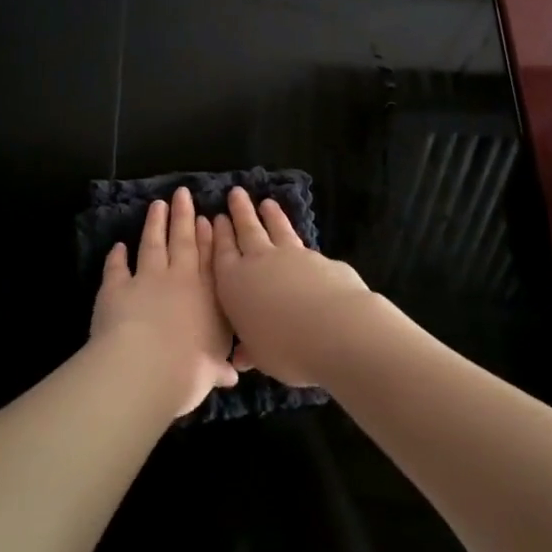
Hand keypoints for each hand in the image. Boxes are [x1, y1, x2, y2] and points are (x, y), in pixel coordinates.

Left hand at [89, 187, 238, 417]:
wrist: (146, 366)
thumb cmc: (189, 369)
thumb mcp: (211, 371)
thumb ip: (218, 367)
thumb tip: (231, 375)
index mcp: (209, 296)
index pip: (212, 260)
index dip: (210, 237)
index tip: (209, 218)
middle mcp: (180, 280)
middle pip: (183, 241)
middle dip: (184, 216)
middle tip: (183, 194)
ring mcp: (147, 279)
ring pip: (152, 244)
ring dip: (155, 224)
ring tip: (157, 205)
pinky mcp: (116, 287)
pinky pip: (117, 268)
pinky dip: (117, 256)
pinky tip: (118, 246)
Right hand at [210, 187, 371, 387]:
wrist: (336, 329)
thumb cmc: (285, 347)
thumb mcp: (261, 356)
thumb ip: (250, 350)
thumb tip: (242, 358)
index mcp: (234, 283)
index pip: (221, 253)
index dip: (218, 235)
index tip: (216, 218)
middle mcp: (259, 262)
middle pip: (247, 230)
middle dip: (240, 212)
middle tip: (236, 193)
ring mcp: (292, 256)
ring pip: (276, 229)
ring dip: (270, 215)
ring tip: (266, 202)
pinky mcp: (320, 259)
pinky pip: (302, 244)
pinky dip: (296, 236)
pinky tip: (299, 239)